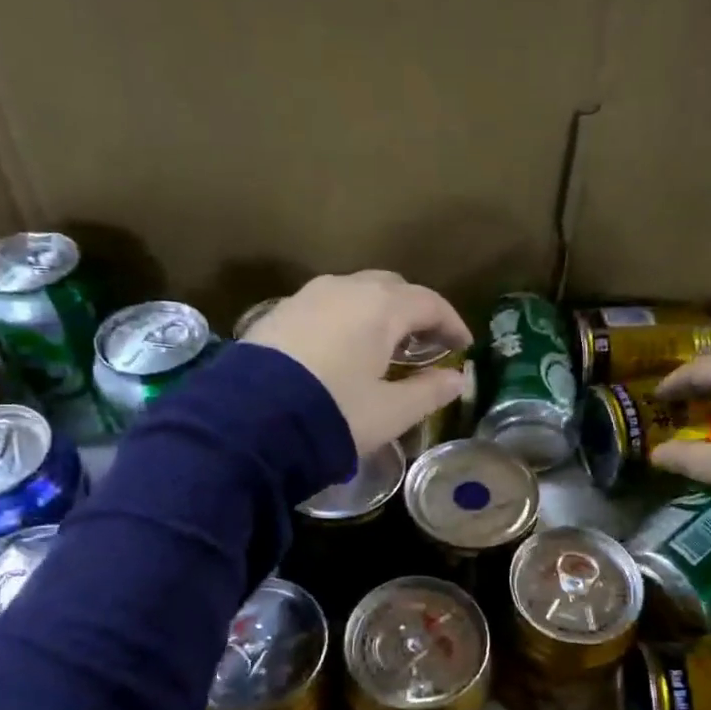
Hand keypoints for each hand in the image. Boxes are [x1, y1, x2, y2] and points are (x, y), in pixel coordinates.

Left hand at [244, 272, 472, 454]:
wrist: (247, 421)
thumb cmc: (333, 413)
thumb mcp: (390, 412)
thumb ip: (429, 391)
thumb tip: (457, 379)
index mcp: (380, 307)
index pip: (429, 302)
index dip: (451, 323)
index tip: (463, 346)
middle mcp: (345, 289)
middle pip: (392, 288)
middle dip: (415, 311)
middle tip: (427, 343)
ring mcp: (307, 296)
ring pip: (356, 292)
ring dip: (380, 313)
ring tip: (387, 346)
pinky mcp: (279, 312)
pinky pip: (327, 305)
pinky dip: (348, 319)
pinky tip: (345, 348)